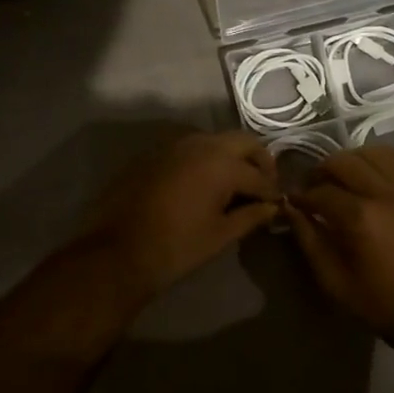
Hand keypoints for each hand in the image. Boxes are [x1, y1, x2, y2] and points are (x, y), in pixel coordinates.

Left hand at [85, 130, 279, 305]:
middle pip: (243, 142)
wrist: (116, 251)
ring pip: (215, 141)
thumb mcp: (220, 235)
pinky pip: (191, 148)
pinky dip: (206, 159)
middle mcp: (201, 144)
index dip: (272, 192)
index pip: (259, 175)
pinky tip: (204, 183)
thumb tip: (272, 208)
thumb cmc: (176, 247)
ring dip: (231, 157)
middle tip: (262, 186)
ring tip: (235, 185)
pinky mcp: (155, 153)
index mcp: (221, 163)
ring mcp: (175, 144)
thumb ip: (251, 216)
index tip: (277, 205)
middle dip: (258, 162)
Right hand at [285, 145, 393, 343]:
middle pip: (345, 162)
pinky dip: (384, 161)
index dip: (302, 195)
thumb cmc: (384, 304)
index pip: (320, 191)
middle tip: (316, 186)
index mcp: (360, 218)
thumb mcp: (335, 282)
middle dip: (322, 171)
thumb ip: (309, 241)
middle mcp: (386, 194)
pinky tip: (376, 174)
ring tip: (346, 177)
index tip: (294, 201)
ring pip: (375, 153)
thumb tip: (291, 209)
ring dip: (353, 160)